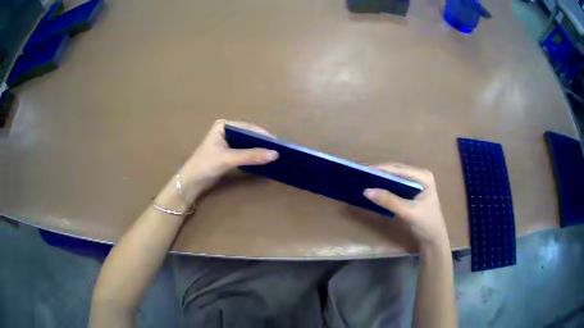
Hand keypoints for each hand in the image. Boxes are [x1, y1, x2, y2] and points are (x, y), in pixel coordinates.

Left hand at [177, 119, 277, 202]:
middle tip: (278, 150)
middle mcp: (226, 130)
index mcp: (224, 125)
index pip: (248, 128)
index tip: (278, 143)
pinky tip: (262, 160)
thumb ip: (251, 156)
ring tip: (274, 155)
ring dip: (259, 149)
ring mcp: (227, 141)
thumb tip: (275, 155)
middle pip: (249, 135)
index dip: (263, 135)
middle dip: (262, 142)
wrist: (192, 182)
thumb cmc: (206, 165)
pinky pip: (244, 151)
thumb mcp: (229, 159)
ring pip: (248, 143)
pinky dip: (253, 155)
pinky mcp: (228, 152)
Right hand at [363, 163, 448, 248]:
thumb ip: (389, 201)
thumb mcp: (407, 212)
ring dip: (382, 178)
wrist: (433, 239)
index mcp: (424, 177)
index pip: (400, 170)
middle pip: (397, 171)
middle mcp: (420, 176)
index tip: (364, 170)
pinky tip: (376, 188)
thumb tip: (367, 191)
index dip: (382, 169)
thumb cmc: (425, 224)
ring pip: (396, 177)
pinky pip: (396, 184)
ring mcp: (417, 183)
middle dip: (381, 172)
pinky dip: (386, 185)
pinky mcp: (412, 191)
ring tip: (365, 179)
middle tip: (362, 174)